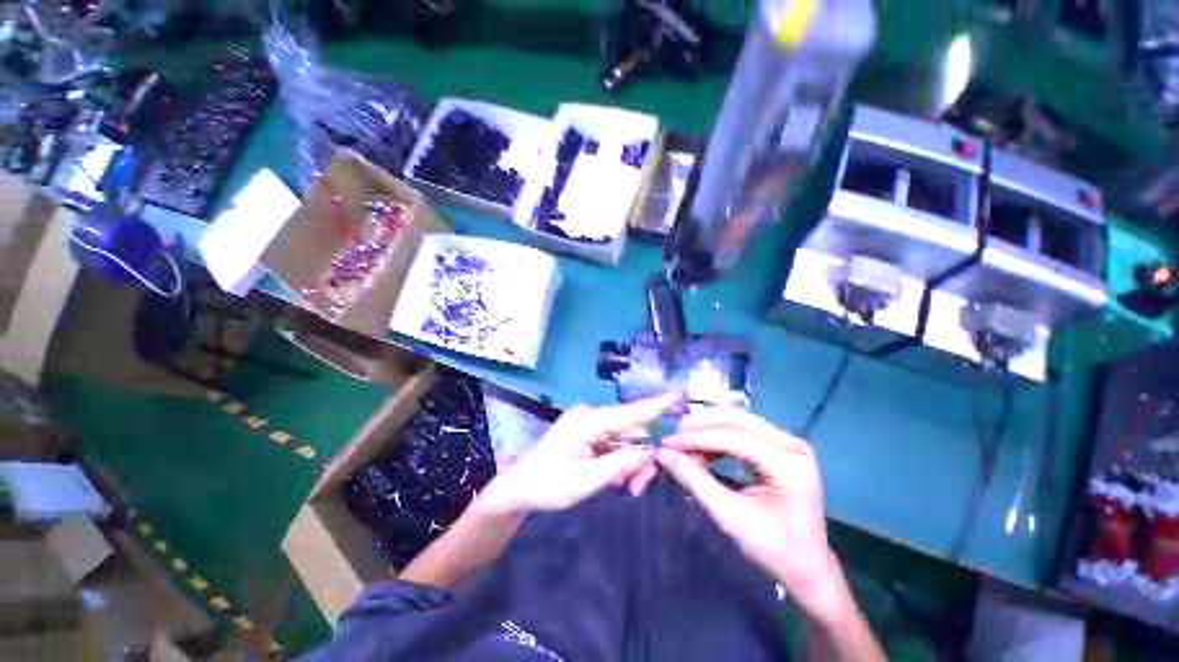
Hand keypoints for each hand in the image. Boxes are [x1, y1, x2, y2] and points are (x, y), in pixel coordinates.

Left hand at [476, 393, 679, 515]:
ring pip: (622, 438)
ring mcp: (587, 423)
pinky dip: (619, 459)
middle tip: (641, 486)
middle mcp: (589, 416)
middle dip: (641, 456)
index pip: (628, 413)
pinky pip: (611, 442)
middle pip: (629, 430)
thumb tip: (647, 453)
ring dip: (630, 461)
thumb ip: (618, 466)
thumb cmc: (548, 485)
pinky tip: (617, 478)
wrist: (519, 487)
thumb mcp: (585, 481)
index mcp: (587, 422)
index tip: (678, 396)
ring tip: (628, 487)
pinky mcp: (586, 432)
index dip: (655, 406)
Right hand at [657, 408, 853, 622]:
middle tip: (671, 433)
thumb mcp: (730, 517)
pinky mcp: (779, 445)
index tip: (667, 441)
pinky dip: (716, 435)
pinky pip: (742, 430)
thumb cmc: (773, 549)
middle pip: (737, 420)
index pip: (735, 438)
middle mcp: (792, 445)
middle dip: (699, 424)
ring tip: (680, 438)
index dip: (697, 437)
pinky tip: (699, 444)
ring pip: (738, 420)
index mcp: (790, 466)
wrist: (807, 566)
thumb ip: (696, 481)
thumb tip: (664, 454)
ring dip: (706, 426)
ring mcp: (788, 442)